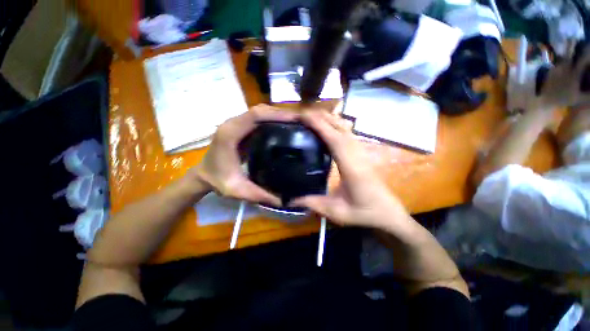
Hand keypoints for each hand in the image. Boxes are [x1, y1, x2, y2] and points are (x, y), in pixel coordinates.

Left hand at [191, 104, 296, 205]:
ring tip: (295, 123)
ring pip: (259, 113)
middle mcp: (232, 124)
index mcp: (230, 134)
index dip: (276, 115)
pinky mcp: (240, 127)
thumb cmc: (218, 181)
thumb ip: (261, 195)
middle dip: (281, 113)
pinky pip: (257, 119)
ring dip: (277, 115)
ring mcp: (236, 124)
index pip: (255, 116)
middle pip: (259, 111)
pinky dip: (271, 120)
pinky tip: (283, 127)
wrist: (204, 175)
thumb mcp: (239, 190)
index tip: (295, 120)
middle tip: (300, 122)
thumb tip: (285, 200)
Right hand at [291, 111, 410, 231]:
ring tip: (312, 118)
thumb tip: (290, 200)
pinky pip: (347, 134)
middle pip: (340, 128)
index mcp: (351, 167)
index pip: (334, 139)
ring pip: (345, 128)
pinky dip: (336, 126)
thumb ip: (312, 203)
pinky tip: (327, 128)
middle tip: (302, 114)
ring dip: (329, 119)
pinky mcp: (361, 154)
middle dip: (321, 117)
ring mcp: (360, 152)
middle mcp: (356, 154)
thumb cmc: (364, 213)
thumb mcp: (336, 212)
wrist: (388, 214)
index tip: (304, 116)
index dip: (319, 125)